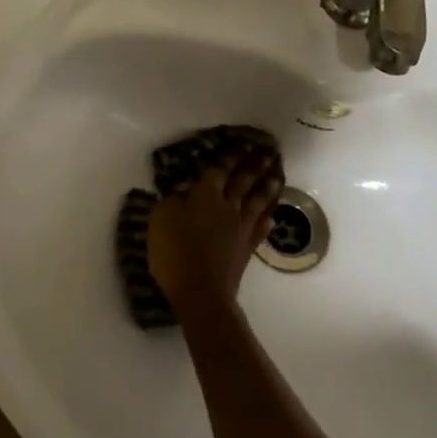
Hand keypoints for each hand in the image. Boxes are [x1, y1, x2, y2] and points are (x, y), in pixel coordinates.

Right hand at [148, 153, 283, 313]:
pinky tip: (272, 217)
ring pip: (257, 203)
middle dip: (255, 166)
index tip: (241, 145)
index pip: (219, 170)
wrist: (201, 292)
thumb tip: (183, 190)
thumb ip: (171, 200)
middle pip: (243, 182)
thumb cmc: (175, 252)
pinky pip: (260, 230)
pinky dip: (267, 221)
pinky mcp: (246, 249)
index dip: (229, 157)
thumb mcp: (160, 219)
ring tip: (277, 177)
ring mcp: (240, 228)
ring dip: (267, 188)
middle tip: (268, 154)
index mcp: (205, 195)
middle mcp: (227, 206)